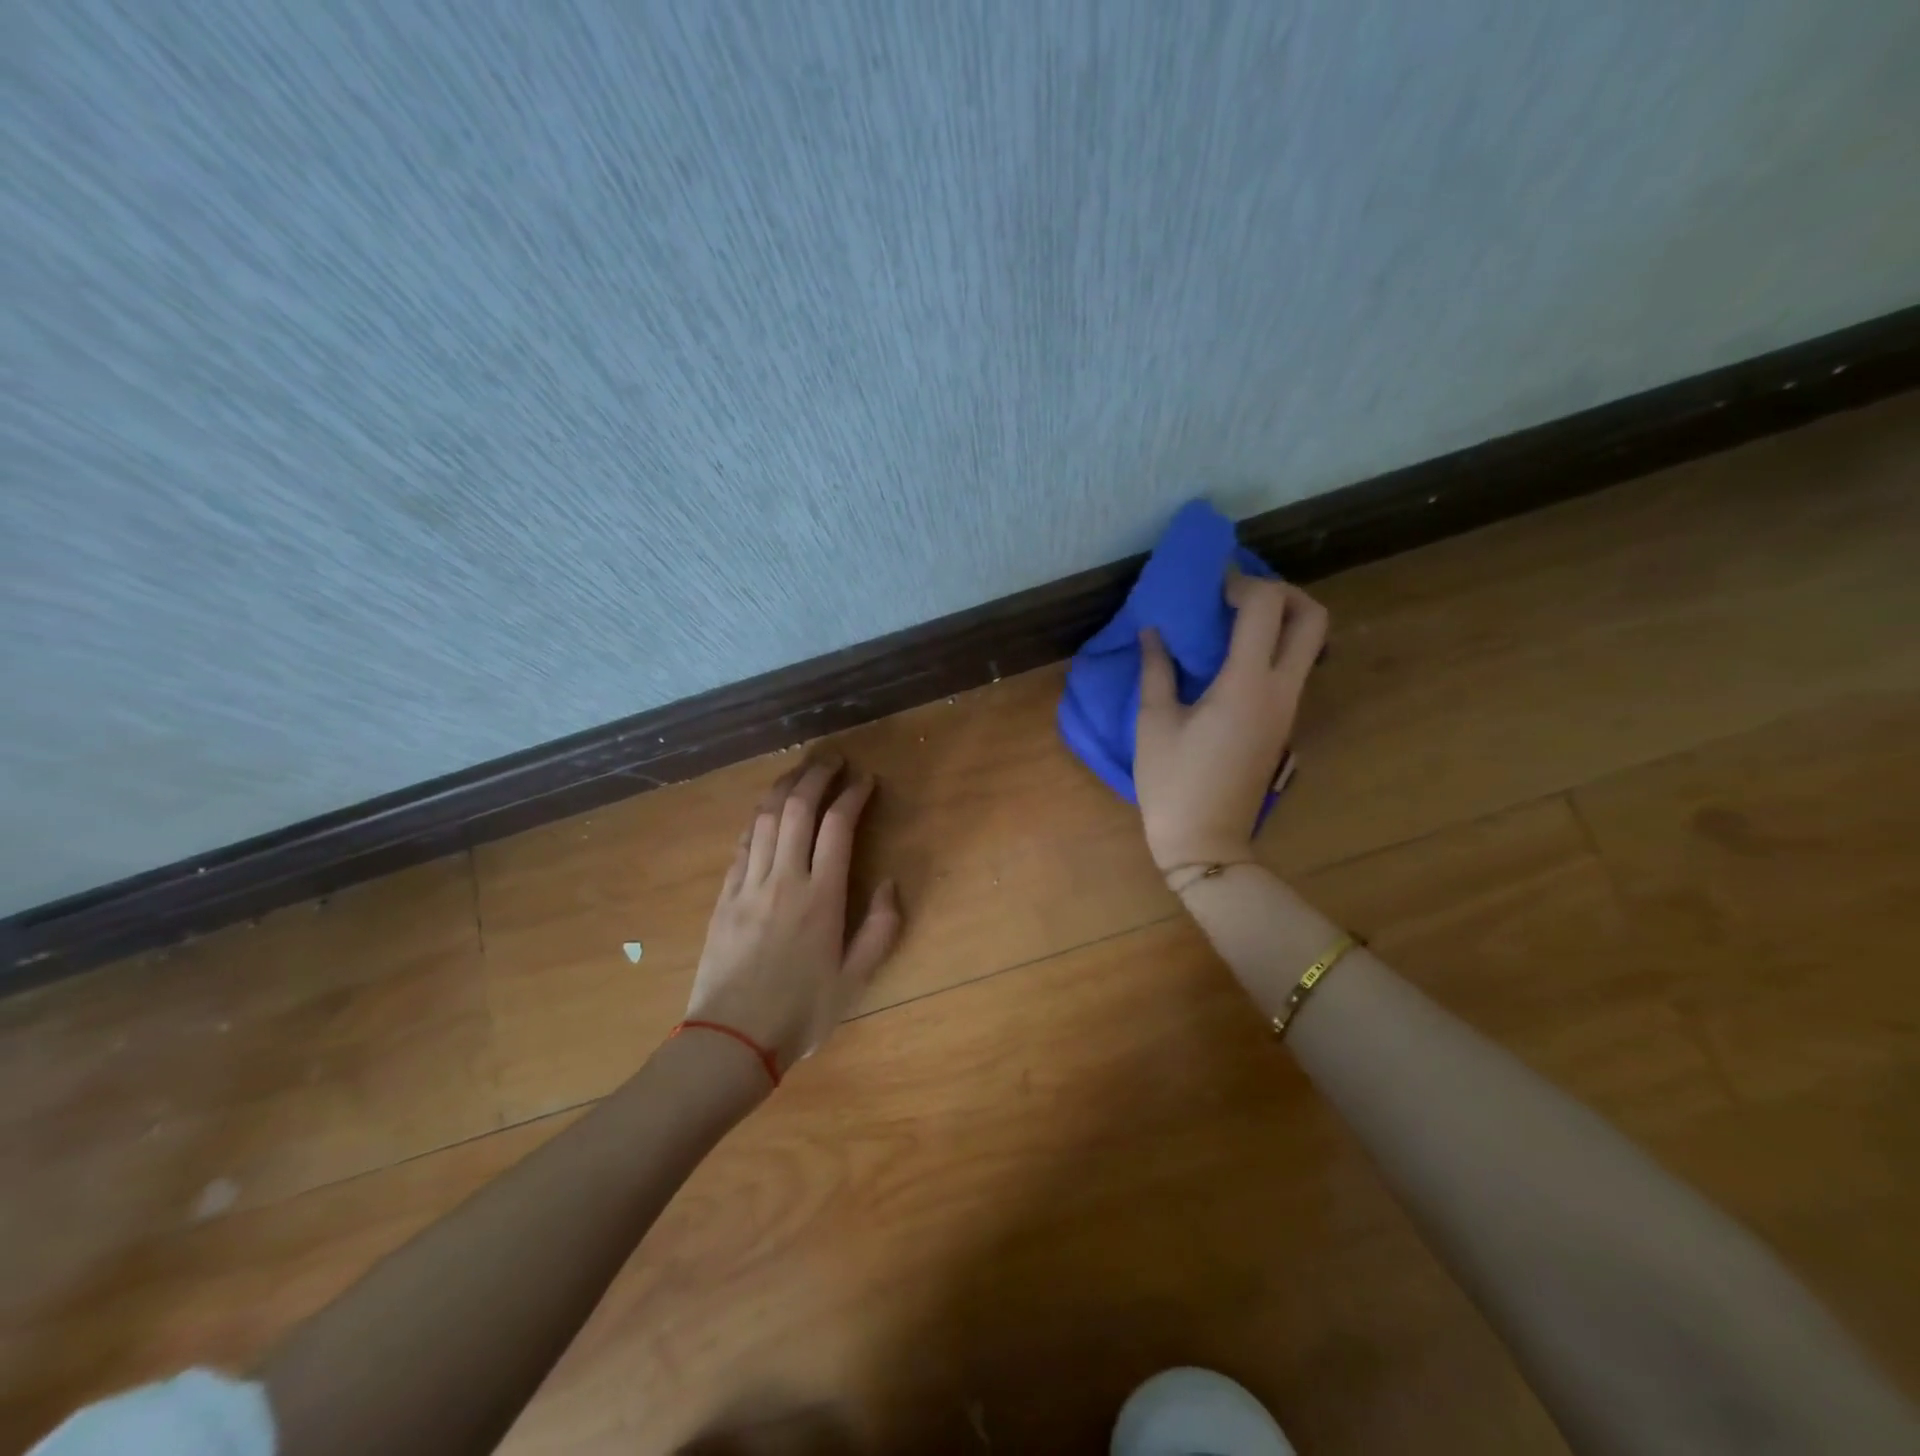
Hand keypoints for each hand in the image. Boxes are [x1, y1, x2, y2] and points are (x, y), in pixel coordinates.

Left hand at [685, 754, 902, 1071]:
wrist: (730, 1040)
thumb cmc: (800, 1013)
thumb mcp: (855, 980)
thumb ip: (880, 929)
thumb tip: (889, 884)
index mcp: (822, 897)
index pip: (838, 826)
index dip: (853, 795)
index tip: (866, 780)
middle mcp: (785, 879)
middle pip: (798, 809)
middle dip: (817, 776)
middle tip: (833, 759)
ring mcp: (749, 884)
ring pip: (766, 818)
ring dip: (785, 787)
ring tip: (800, 770)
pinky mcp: (724, 895)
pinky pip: (743, 843)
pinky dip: (759, 818)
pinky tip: (766, 810)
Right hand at [1134, 573, 1328, 872]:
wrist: (1206, 842)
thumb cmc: (1173, 783)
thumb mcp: (1153, 722)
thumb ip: (1156, 669)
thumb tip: (1153, 631)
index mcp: (1245, 685)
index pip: (1266, 607)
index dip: (1241, 583)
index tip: (1210, 587)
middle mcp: (1280, 690)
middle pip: (1312, 617)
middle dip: (1281, 592)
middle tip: (1238, 597)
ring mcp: (1288, 708)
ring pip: (1309, 642)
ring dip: (1279, 619)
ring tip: (1230, 623)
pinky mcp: (1284, 723)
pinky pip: (1292, 667)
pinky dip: (1273, 646)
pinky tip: (1230, 656)